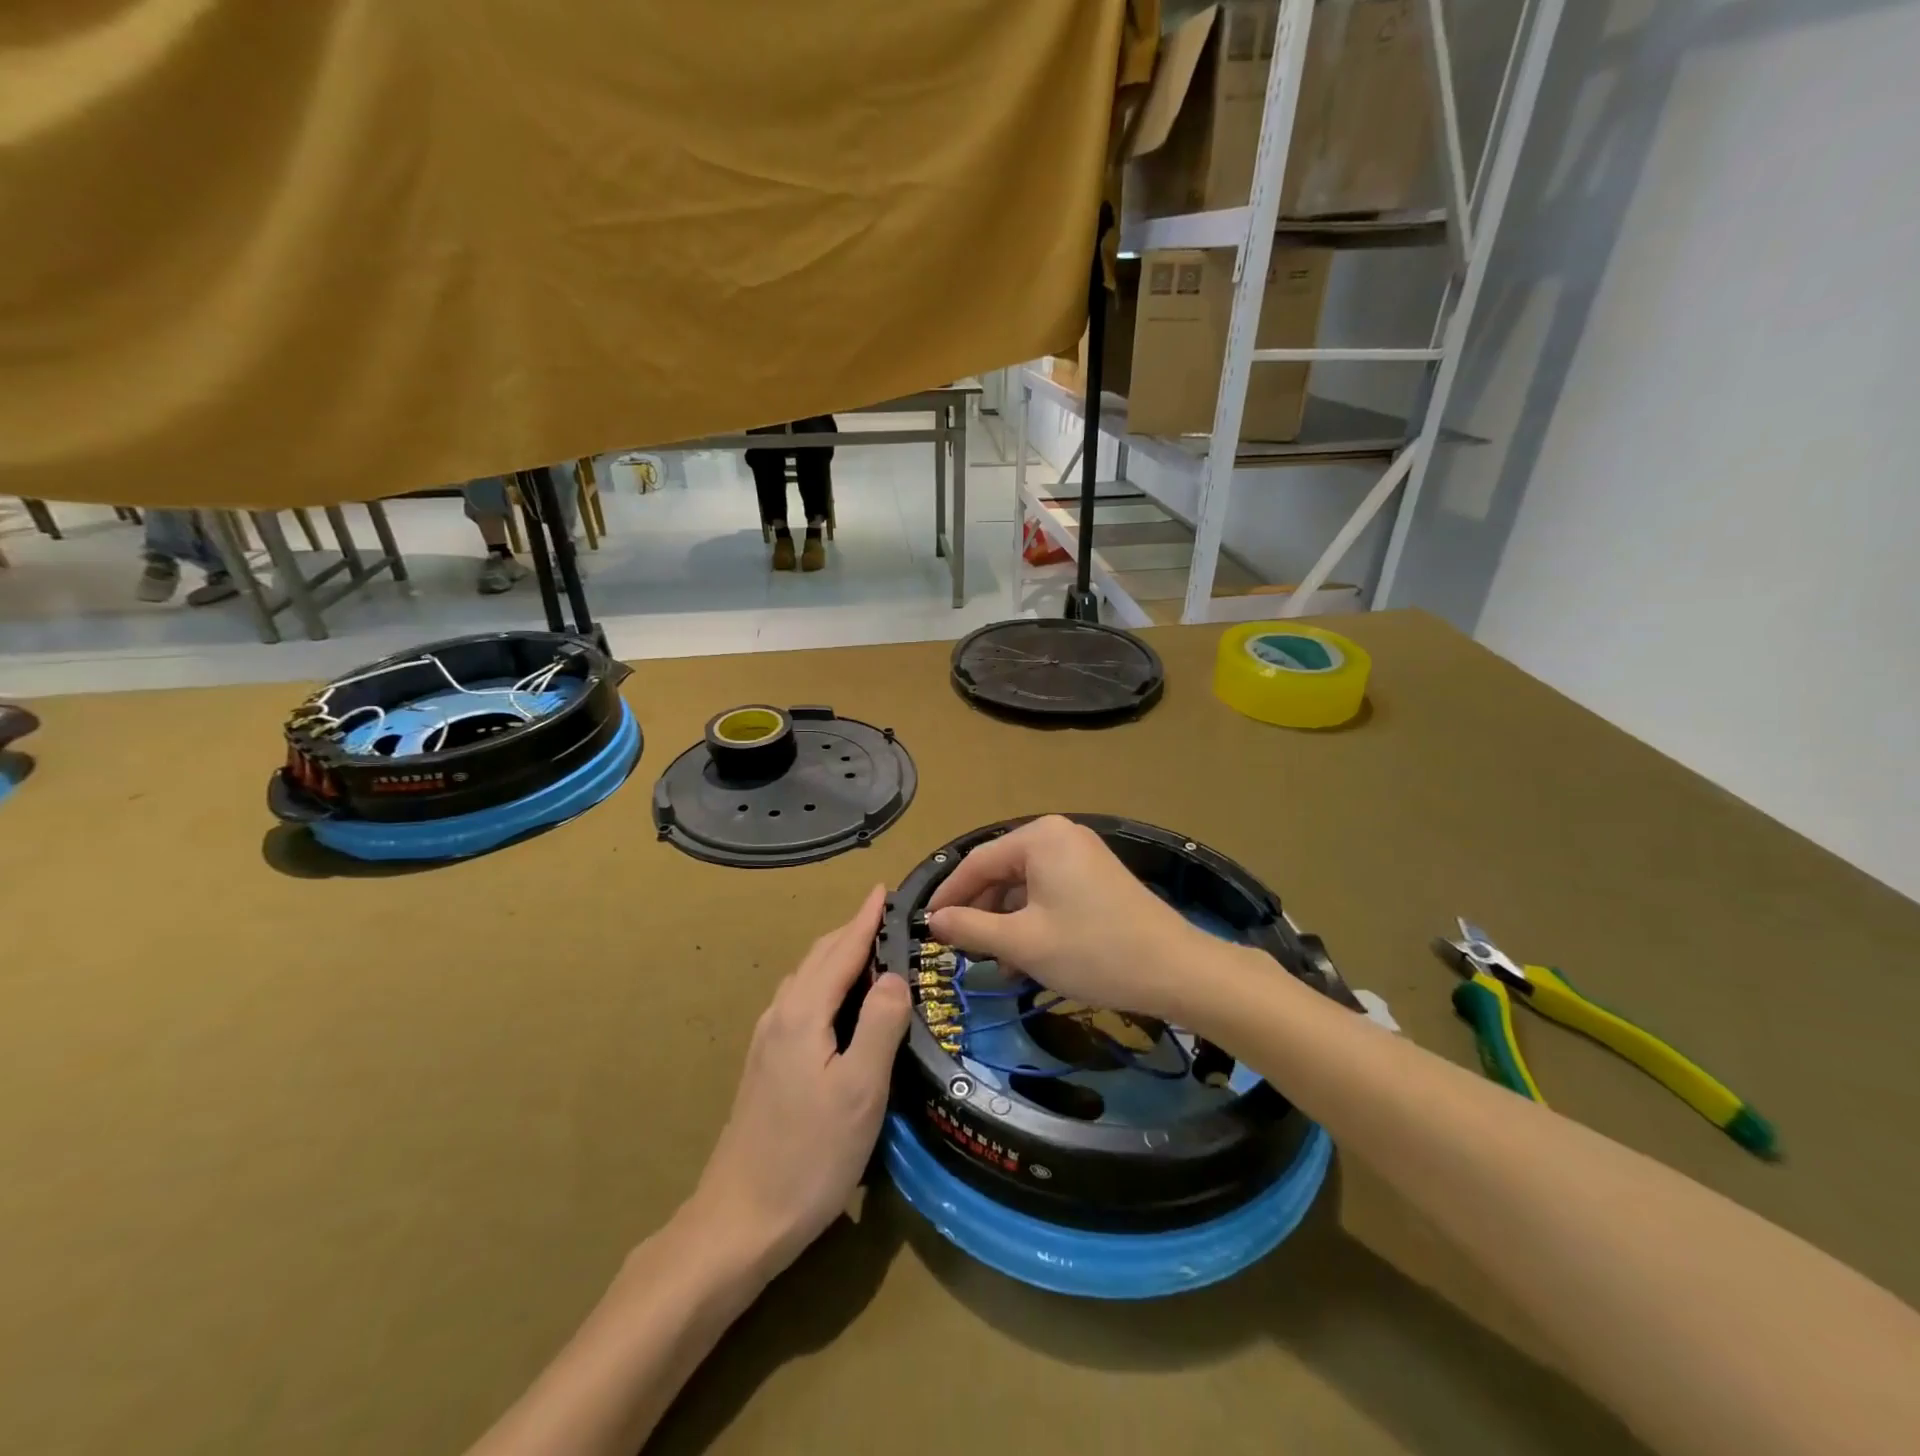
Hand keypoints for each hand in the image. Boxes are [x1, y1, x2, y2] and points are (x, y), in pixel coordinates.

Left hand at [687, 885, 910, 1279]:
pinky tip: (838, 1005)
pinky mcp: (765, 1065)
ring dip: (837, 956)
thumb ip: (880, 1025)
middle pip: (819, 958)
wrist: (739, 1221)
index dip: (865, 918)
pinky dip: (825, 983)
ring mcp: (767, 1041)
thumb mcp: (860, 1090)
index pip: (841, 950)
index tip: (884, 888)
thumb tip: (894, 975)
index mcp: (803, 1013)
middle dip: (852, 931)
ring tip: (869, 952)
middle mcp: (780, 1015)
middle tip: (887, 918)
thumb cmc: (809, 1156)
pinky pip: (800, 1001)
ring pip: (806, 979)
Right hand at [926, 816, 1209, 1022]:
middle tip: (961, 950)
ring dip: (1006, 922)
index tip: (928, 927)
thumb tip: (935, 920)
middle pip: (1002, 871)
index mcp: (1039, 838)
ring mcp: (1081, 854)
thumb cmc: (1092, 951)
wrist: (1175, 970)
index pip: (977, 862)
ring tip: (995, 963)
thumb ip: (971, 927)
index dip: (949, 896)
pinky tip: (1026, 957)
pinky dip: (1033, 920)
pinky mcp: (1097, 877)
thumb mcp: (1022, 943)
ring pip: (1025, 885)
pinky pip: (1050, 892)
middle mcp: (1059, 835)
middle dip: (981, 912)